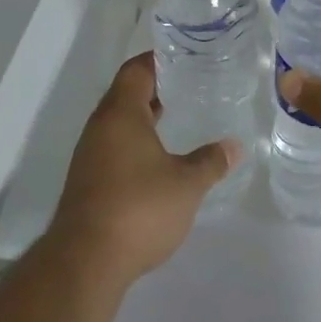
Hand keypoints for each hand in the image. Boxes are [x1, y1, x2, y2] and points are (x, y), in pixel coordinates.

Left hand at [51, 53, 240, 282]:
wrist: (85, 262)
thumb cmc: (139, 208)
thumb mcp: (186, 184)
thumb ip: (211, 161)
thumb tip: (235, 146)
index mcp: (121, 114)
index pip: (136, 70)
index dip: (158, 60)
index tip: (184, 58)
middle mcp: (100, 127)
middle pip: (126, 94)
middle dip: (156, 88)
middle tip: (190, 86)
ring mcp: (89, 156)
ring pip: (119, 123)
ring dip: (145, 117)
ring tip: (179, 118)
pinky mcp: (87, 182)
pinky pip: (114, 147)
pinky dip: (136, 142)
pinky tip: (159, 159)